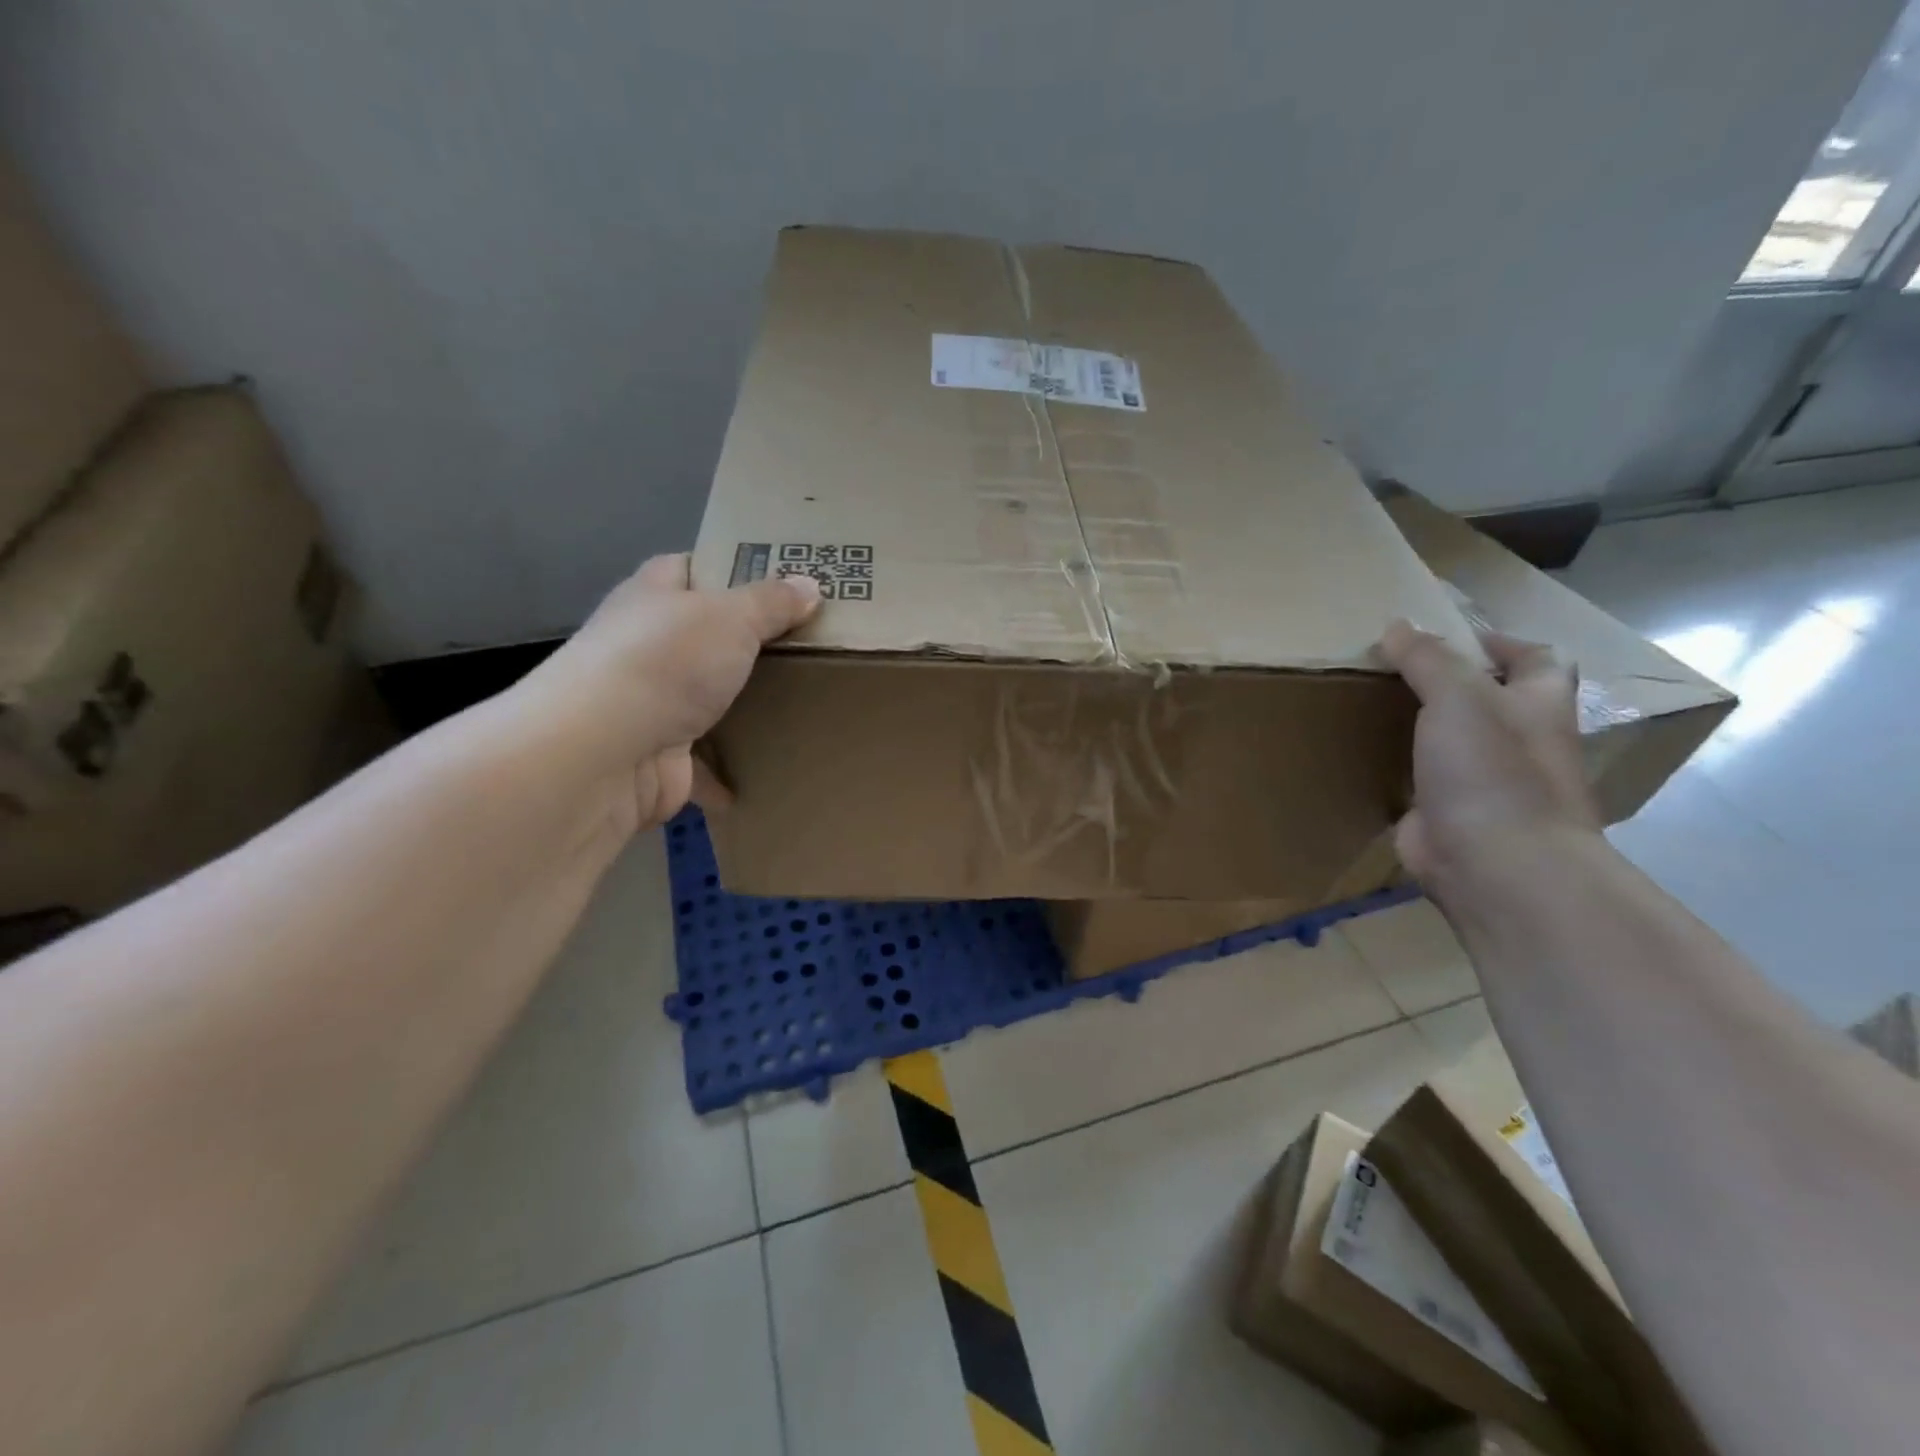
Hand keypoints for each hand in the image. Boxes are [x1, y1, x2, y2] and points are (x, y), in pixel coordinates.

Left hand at [511, 554, 819, 834]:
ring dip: (740, 708)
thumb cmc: (667, 662)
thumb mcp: (732, 617)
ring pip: (704, 700)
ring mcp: (649, 703)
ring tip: (799, 704)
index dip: (731, 569)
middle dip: (748, 644)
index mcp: (653, 596)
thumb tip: (810, 586)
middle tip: (808, 645)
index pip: (690, 568)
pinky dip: (729, 772)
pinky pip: (703, 760)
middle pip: (703, 637)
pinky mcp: (658, 755)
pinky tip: (766, 770)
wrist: (605, 752)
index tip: (780, 581)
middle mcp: (645, 645)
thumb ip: (772, 602)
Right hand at [1376, 618, 1600, 894]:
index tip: (1452, 637)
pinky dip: (1401, 768)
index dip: (1503, 644)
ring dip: (1424, 726)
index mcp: (1539, 706)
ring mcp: (1488, 783)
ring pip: (1456, 742)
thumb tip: (1397, 626)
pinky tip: (1366, 755)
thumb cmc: (1493, 770)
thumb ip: (1427, 660)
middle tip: (1396, 668)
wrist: (1496, 865)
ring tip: (1374, 704)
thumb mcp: (1458, 697)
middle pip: (1494, 701)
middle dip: (1453, 683)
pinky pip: (1424, 781)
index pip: (1539, 660)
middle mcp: (1520, 743)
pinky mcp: (1451, 815)